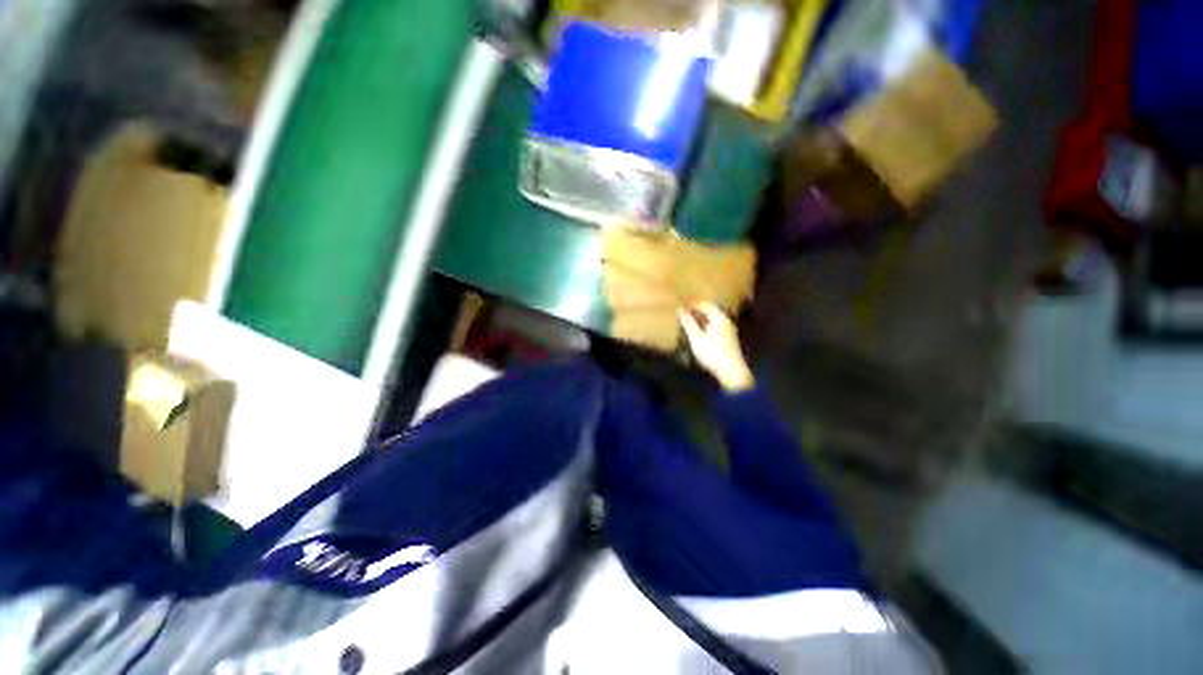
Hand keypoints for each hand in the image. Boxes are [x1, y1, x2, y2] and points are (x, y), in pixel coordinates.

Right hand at [679, 303, 754, 391]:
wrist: (732, 372)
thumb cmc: (712, 353)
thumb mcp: (696, 338)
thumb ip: (687, 323)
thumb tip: (680, 309)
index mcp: (719, 317)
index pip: (705, 304)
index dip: (692, 305)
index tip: (680, 309)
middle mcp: (726, 321)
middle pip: (709, 312)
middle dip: (696, 313)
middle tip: (682, 317)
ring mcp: (729, 331)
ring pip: (712, 321)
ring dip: (700, 322)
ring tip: (687, 327)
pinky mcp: (728, 340)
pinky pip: (714, 329)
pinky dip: (705, 329)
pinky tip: (698, 337)